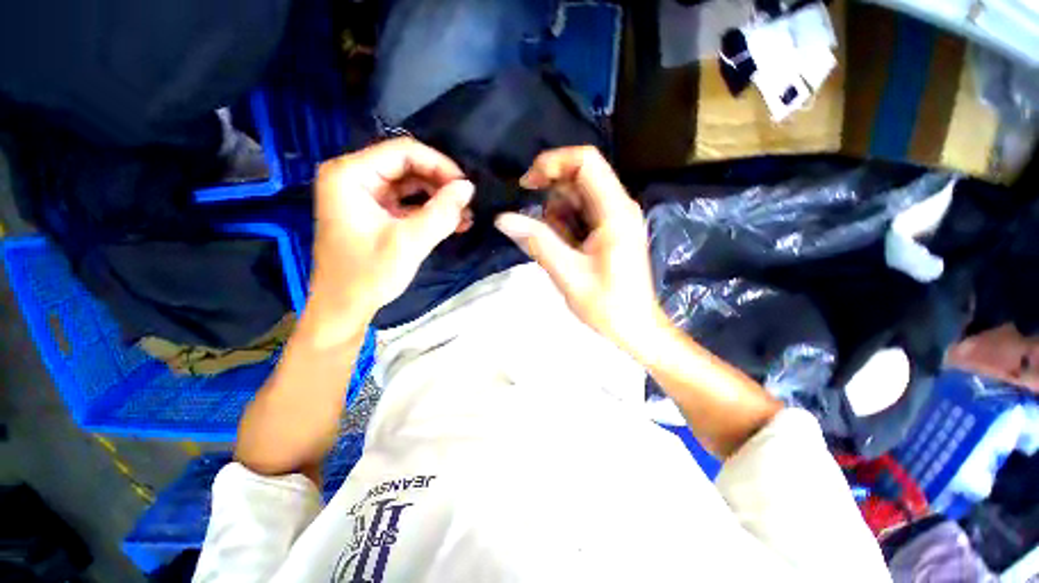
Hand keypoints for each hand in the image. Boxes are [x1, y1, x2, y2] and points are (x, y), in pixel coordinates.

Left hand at [307, 138, 473, 341]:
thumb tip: (468, 187)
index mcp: (351, 174)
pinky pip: (407, 202)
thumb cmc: (368, 275)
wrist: (344, 308)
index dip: (439, 165)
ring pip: (411, 185)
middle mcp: (354, 177)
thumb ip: (442, 212)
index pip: (404, 152)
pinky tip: (452, 223)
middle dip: (441, 185)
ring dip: (439, 199)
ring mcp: (364, 195)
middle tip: (467, 204)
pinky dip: (429, 212)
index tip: (465, 187)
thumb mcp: (409, 242)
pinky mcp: (374, 212)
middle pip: (408, 167)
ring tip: (464, 217)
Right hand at [494, 146, 663, 351]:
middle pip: (579, 177)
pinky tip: (565, 250)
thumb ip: (536, 242)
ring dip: (557, 216)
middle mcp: (619, 206)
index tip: (527, 185)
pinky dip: (565, 226)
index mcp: (615, 212)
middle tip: (539, 229)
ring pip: (577, 196)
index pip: (586, 162)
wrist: (635, 328)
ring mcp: (616, 218)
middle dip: (552, 197)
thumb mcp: (567, 273)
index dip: (553, 163)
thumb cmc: (607, 305)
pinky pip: (581, 214)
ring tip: (558, 250)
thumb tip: (502, 219)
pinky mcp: (610, 230)